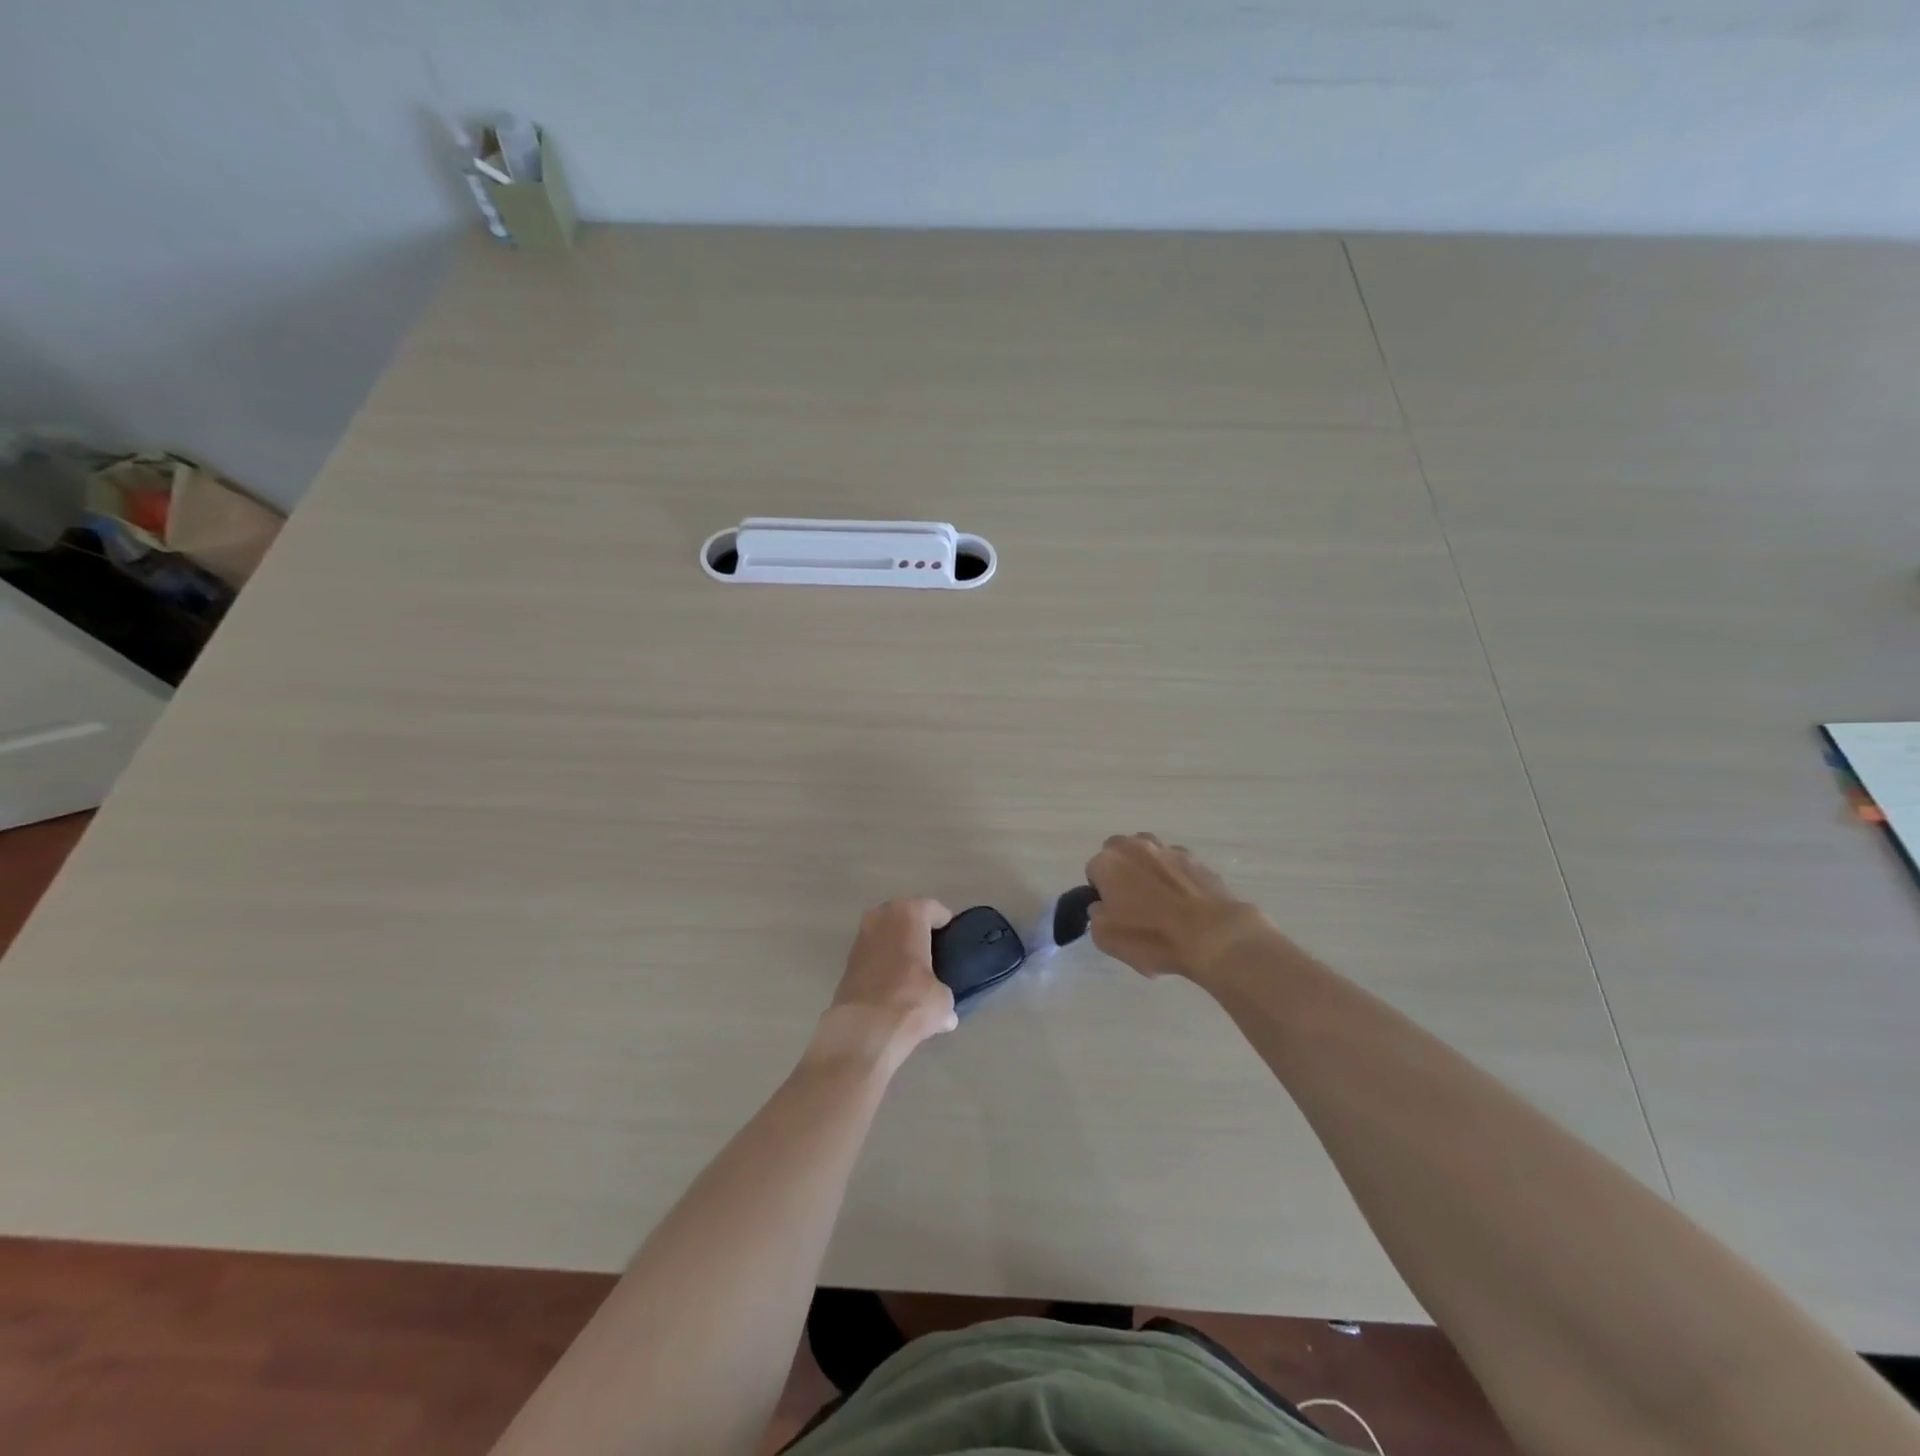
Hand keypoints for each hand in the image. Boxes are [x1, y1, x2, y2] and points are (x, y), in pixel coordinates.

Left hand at [808, 898, 958, 1070]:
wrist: (863, 1030)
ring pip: (885, 934)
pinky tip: (893, 984)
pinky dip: (883, 962)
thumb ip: (944, 997)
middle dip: (916, 929)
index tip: (951, 937)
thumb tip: (946, 1015)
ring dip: (897, 945)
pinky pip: (873, 954)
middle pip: (904, 915)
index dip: (943, 922)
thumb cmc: (911, 1001)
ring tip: (913, 969)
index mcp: (908, 914)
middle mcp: (880, 917)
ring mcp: (860, 939)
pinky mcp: (847, 962)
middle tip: (932, 949)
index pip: (931, 908)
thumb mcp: (942, 1000)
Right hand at [1084, 834, 1268, 981]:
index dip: (1100, 891)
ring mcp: (1169, 850)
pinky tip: (1185, 902)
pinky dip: (1176, 877)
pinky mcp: (1198, 860)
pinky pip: (1177, 864)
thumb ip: (1096, 915)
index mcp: (1109, 862)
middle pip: (1119, 850)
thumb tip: (1103, 906)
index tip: (1111, 910)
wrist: (1213, 937)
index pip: (1093, 870)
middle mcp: (1136, 846)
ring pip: (1149, 852)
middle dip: (1121, 869)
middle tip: (1131, 899)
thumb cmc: (1151, 937)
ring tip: (1160, 898)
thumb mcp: (1105, 938)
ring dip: (1148, 867)